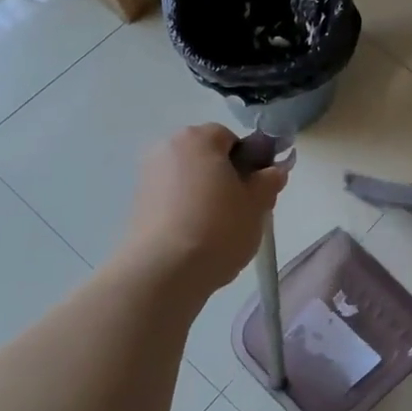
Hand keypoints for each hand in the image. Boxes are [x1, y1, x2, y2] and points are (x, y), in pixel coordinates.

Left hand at [120, 125, 288, 292]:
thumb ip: (270, 180)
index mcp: (197, 138)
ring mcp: (147, 177)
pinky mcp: (137, 205)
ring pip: (190, 179)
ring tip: (220, 229)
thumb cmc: (218, 227)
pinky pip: (173, 200)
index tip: (257, 189)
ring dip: (207, 195)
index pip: (231, 138)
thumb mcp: (258, 203)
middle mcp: (167, 149)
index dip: (250, 161)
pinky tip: (198, 238)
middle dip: (227, 177)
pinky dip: (187, 211)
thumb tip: (274, 170)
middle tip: (244, 209)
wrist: (163, 272)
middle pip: (207, 157)